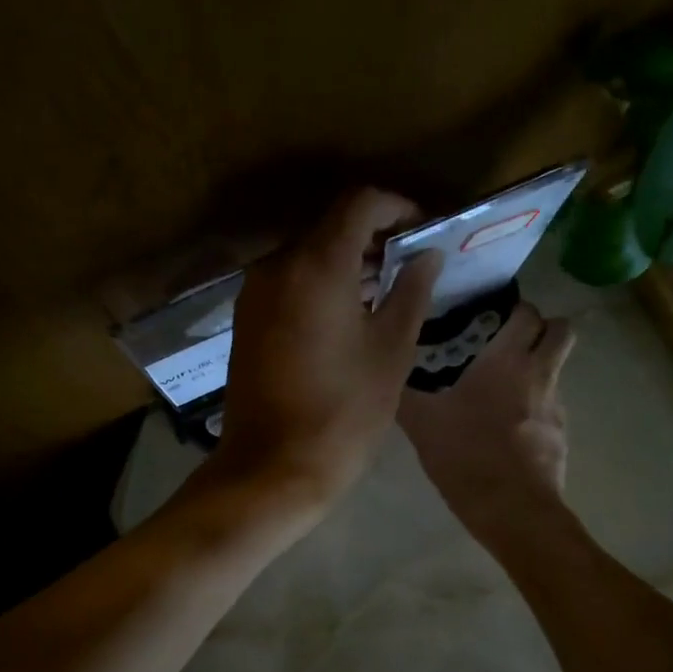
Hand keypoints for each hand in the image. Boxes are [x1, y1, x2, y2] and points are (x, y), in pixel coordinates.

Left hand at [212, 188, 442, 509]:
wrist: (272, 468)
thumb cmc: (343, 411)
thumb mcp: (390, 350)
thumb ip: (411, 291)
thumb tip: (426, 255)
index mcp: (317, 264)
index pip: (360, 203)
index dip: (398, 207)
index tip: (424, 231)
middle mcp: (277, 265)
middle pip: (331, 225)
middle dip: (375, 235)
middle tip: (412, 264)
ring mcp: (255, 292)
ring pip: (308, 253)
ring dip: (348, 260)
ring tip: (386, 291)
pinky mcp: (246, 318)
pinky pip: (289, 281)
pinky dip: (321, 282)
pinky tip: (348, 314)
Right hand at [399, 302, 575, 541]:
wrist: (512, 510)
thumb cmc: (466, 455)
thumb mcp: (422, 423)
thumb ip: (406, 395)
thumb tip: (387, 375)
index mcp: (507, 361)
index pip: (528, 313)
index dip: (515, 310)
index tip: (493, 317)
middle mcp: (540, 375)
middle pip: (562, 332)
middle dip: (543, 329)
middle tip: (509, 341)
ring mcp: (556, 407)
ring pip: (556, 371)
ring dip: (536, 371)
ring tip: (501, 390)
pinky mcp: (561, 437)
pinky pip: (551, 408)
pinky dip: (535, 409)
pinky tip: (507, 430)